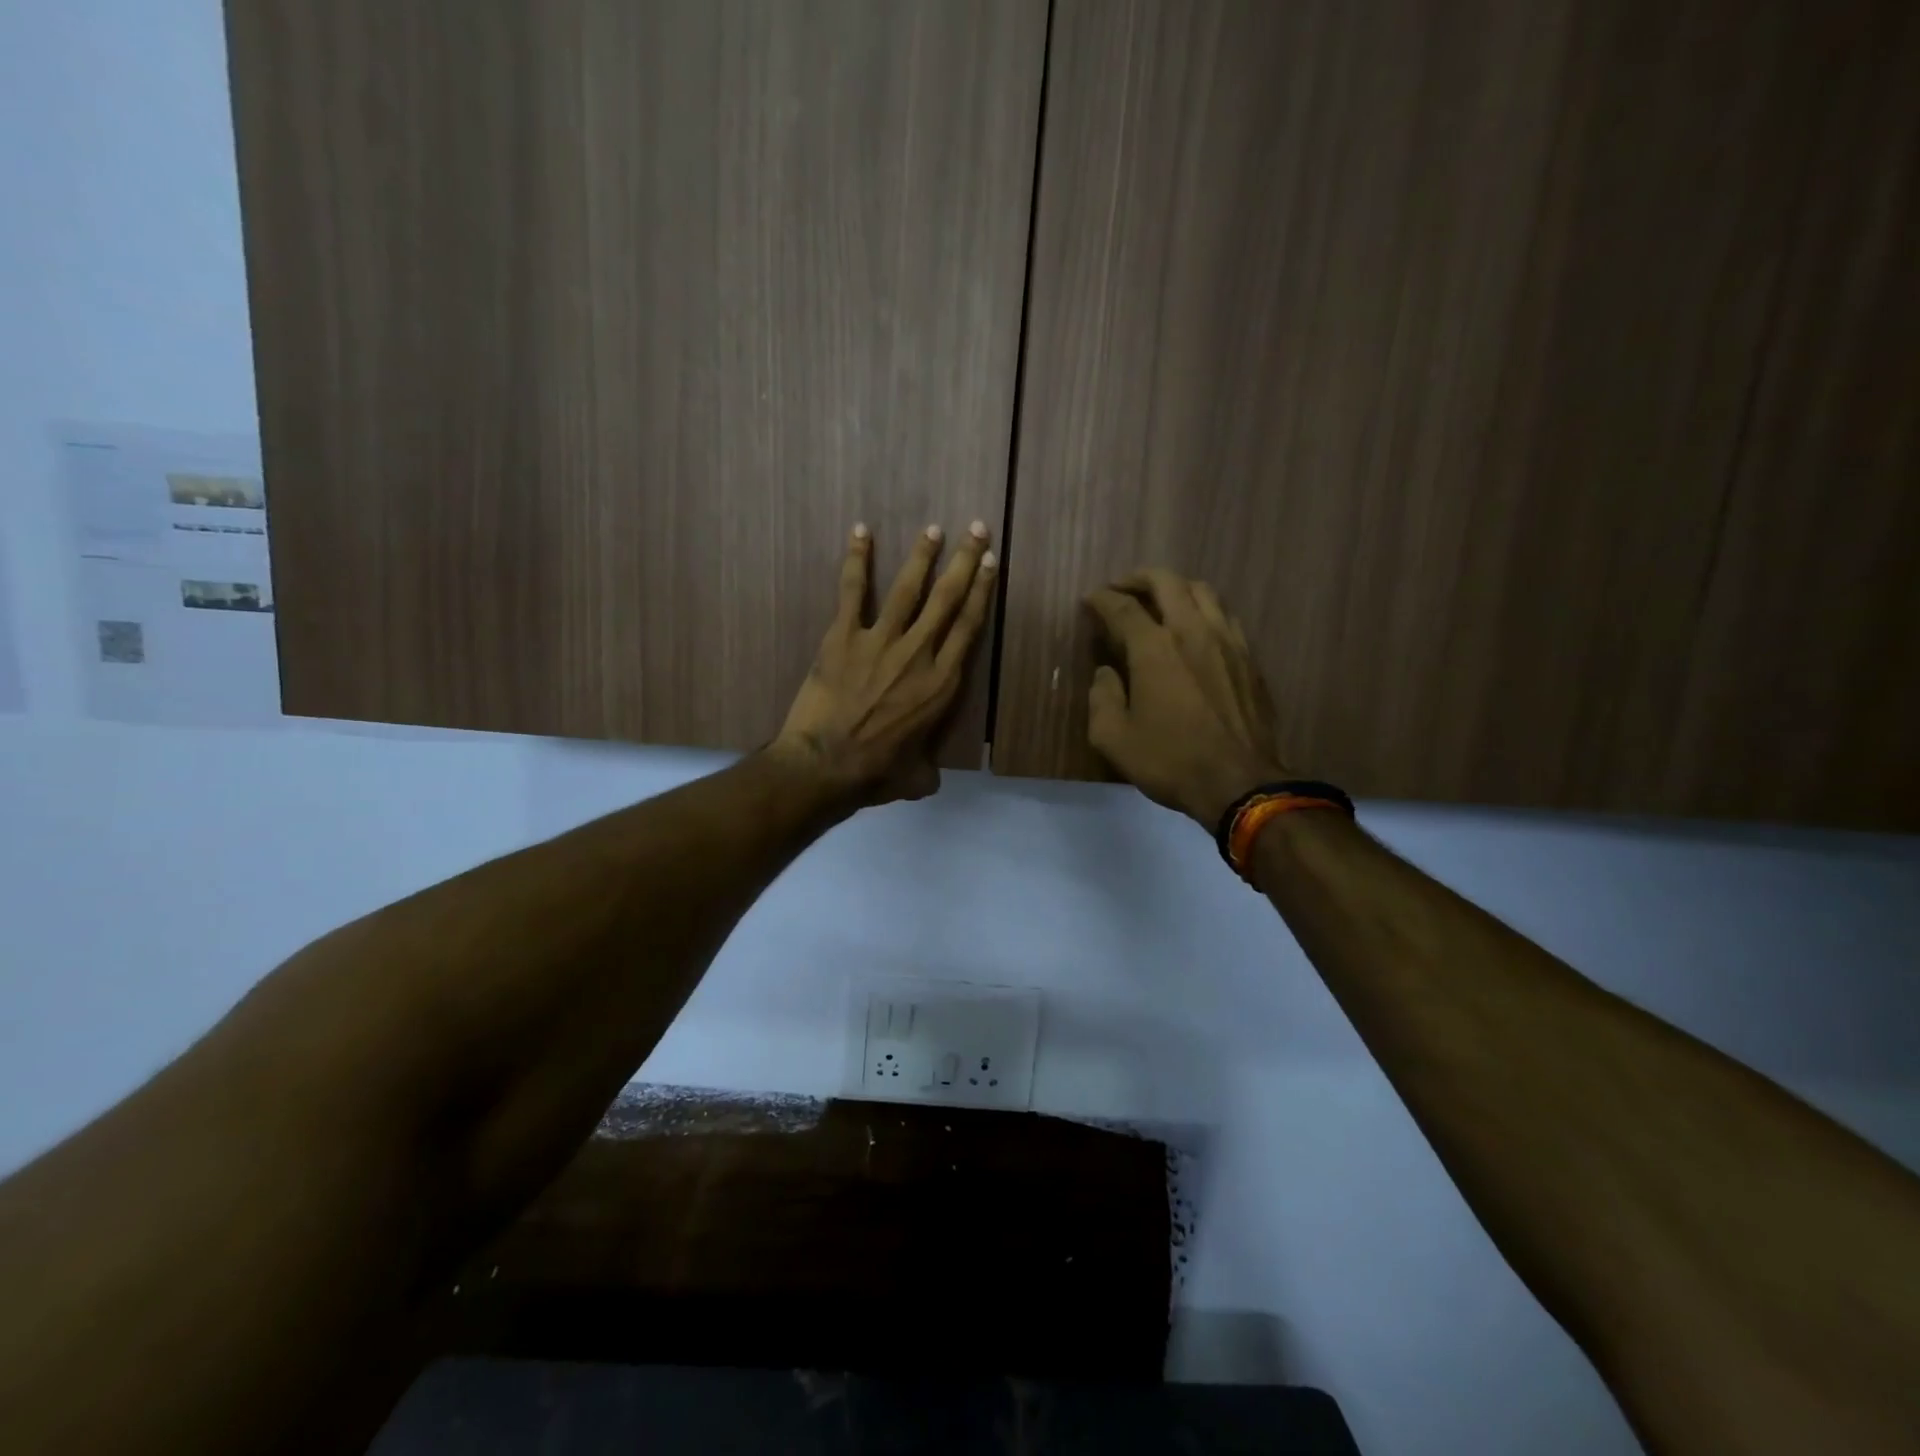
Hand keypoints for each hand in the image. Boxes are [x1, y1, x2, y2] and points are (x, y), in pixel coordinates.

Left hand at [771, 521, 996, 805]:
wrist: (826, 764)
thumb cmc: (875, 773)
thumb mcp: (916, 778)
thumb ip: (928, 770)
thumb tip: (930, 778)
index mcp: (942, 683)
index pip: (968, 627)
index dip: (981, 591)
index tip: (990, 563)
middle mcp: (919, 653)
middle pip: (947, 598)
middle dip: (964, 561)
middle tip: (976, 528)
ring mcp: (880, 640)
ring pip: (907, 588)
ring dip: (922, 555)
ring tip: (933, 528)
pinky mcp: (843, 636)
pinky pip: (852, 591)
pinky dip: (856, 560)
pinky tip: (861, 531)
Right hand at [1084, 568, 1290, 828]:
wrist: (1240, 782)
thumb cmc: (1171, 761)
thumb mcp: (1114, 739)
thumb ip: (1102, 698)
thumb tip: (1106, 674)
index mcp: (1154, 648)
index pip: (1122, 608)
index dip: (1101, 600)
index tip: (1090, 601)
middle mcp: (1192, 631)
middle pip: (1166, 582)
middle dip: (1139, 578)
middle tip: (1122, 588)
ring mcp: (1227, 641)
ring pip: (1202, 591)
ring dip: (1175, 588)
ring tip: (1160, 601)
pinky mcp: (1249, 658)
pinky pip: (1224, 616)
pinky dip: (1203, 609)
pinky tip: (1196, 628)